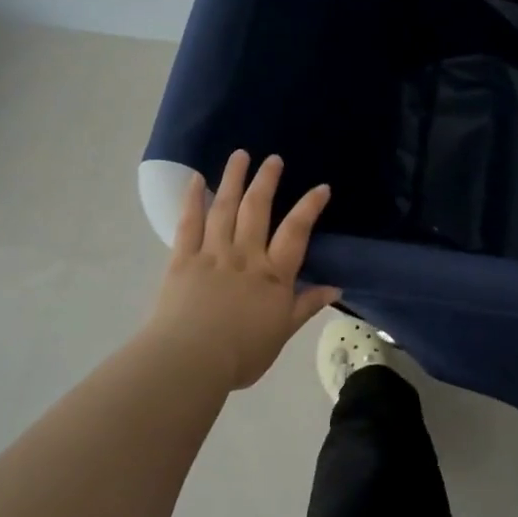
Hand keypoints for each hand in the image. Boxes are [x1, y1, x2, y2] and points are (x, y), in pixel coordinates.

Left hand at [144, 151, 341, 392]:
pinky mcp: (182, 259)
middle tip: (273, 159)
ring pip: (225, 208)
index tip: (321, 187)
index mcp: (273, 275)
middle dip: (267, 181)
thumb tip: (335, 288)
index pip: (296, 232)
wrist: (190, 361)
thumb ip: (306, 306)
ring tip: (240, 155)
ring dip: (233, 179)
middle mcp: (245, 255)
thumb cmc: (241, 354)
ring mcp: (212, 254)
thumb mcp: (282, 333)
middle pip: (257, 210)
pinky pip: (188, 223)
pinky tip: (195, 180)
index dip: (309, 207)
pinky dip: (192, 199)